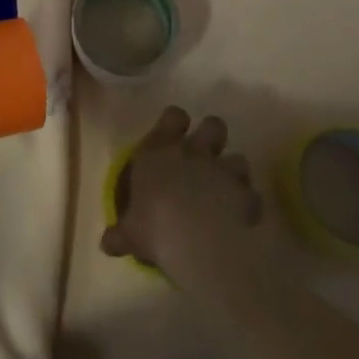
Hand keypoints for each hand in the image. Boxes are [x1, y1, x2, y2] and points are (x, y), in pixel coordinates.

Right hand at [102, 106, 263, 276]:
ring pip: (238, 158)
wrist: (198, 242)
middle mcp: (194, 152)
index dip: (176, 122)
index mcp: (160, 151)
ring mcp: (223, 171)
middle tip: (206, 157)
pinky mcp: (246, 194)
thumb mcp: (130, 233)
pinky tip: (241, 219)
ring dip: (233, 173)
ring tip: (226, 192)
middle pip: (214, 125)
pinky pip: (252, 195)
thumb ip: (121, 234)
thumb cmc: (154, 226)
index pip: (173, 116)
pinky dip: (248, 204)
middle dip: (213, 138)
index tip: (175, 134)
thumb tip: (107, 243)